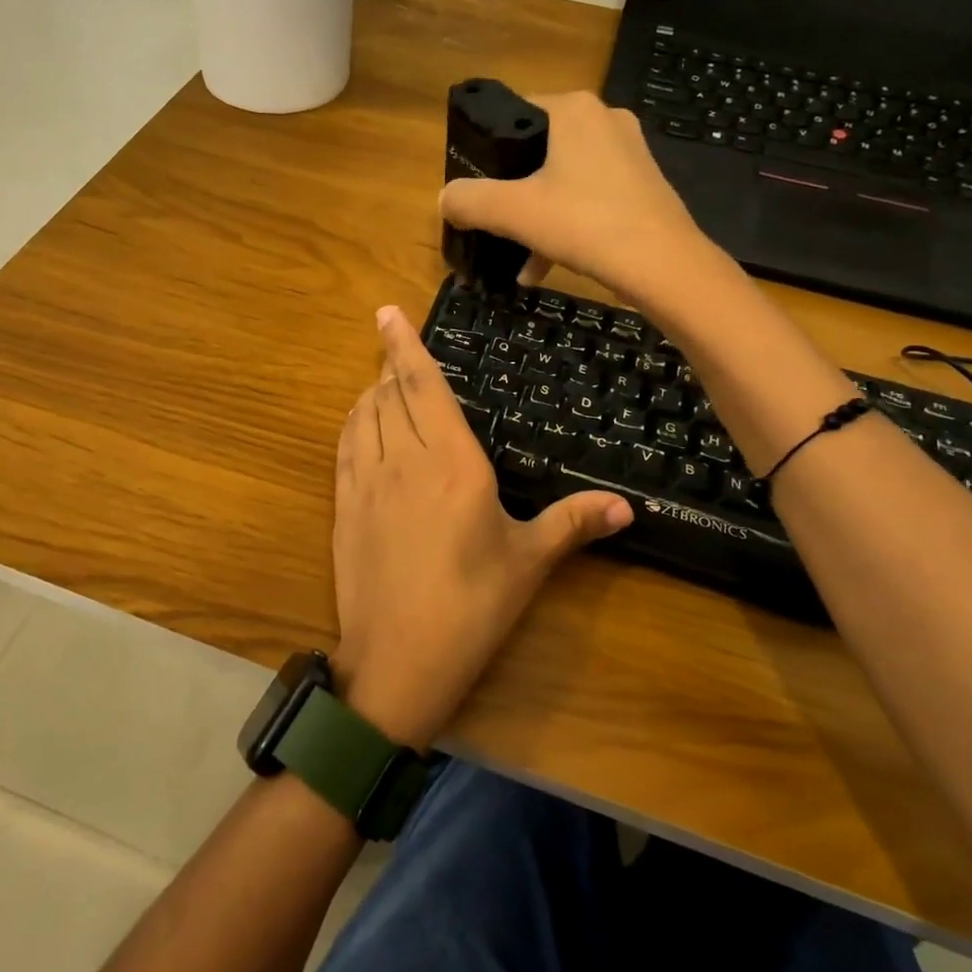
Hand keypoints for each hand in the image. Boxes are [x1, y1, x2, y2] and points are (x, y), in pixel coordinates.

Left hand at [330, 306, 631, 748]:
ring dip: (372, 391)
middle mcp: (404, 459)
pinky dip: (353, 422)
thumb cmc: (472, 608)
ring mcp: (366, 481)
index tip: (387, 312)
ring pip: (362, 414)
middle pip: (390, 392)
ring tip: (385, 382)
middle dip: (393, 364)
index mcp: (453, 462)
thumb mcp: (528, 562)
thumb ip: (573, 523)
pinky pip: (344, 445)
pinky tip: (362, 423)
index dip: (405, 344)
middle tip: (398, 349)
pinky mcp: (343, 505)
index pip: (424, 386)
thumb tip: (628, 505)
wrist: (398, 659)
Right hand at [438, 90, 710, 308]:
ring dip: (534, 216)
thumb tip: (445, 199)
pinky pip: (588, 197)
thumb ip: (469, 200)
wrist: (663, 265)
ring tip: (515, 256)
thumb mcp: (513, 212)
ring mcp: (628, 152)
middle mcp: (603, 118)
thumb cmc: (584, 224)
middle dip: (511, 190)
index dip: (485, 149)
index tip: (472, 185)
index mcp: (573, 109)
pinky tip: (542, 267)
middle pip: (536, 149)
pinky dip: (563, 225)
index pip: (513, 111)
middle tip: (491, 220)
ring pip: (562, 178)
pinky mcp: (642, 184)